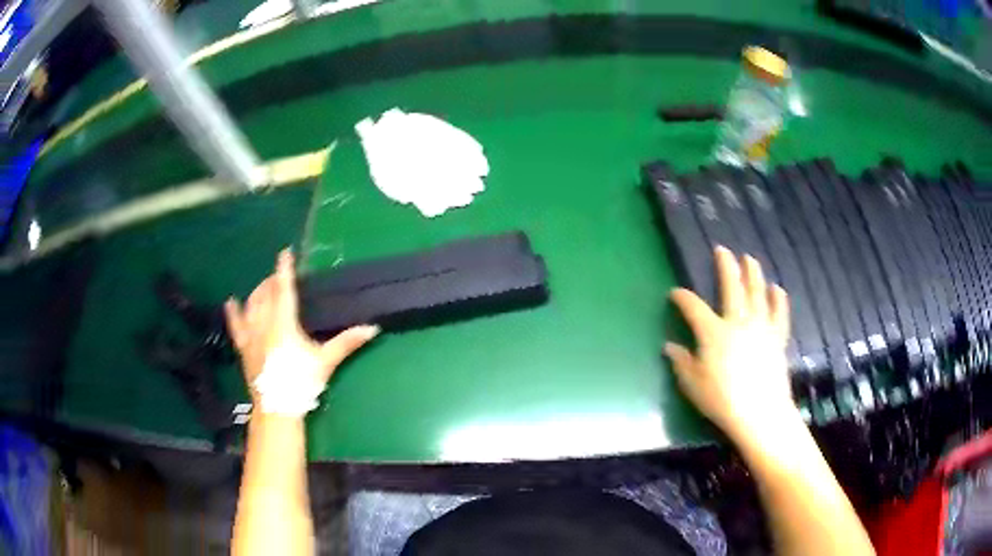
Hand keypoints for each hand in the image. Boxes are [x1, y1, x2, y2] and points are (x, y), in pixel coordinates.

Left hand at [224, 249, 378, 401]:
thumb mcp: (326, 361)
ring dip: (257, 293)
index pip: (284, 289)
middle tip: (279, 276)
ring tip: (264, 288)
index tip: (285, 253)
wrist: (277, 408)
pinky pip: (235, 325)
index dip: (284, 269)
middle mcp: (264, 323)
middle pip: (265, 294)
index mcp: (284, 323)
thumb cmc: (301, 382)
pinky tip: (231, 302)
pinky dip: (233, 312)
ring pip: (251, 305)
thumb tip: (373, 328)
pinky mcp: (243, 348)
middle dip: (271, 281)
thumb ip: (347, 342)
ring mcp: (251, 335)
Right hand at [665, 246, 798, 443]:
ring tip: (750, 259)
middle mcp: (737, 322)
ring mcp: (760, 327)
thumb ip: (681, 362)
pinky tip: (777, 288)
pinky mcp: (777, 338)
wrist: (759, 413)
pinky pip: (779, 314)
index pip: (693, 307)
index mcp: (713, 332)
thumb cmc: (721, 399)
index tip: (675, 293)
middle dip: (726, 266)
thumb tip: (669, 346)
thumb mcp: (692, 384)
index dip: (682, 297)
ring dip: (753, 274)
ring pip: (757, 293)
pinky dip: (778, 300)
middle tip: (723, 250)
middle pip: (731, 287)